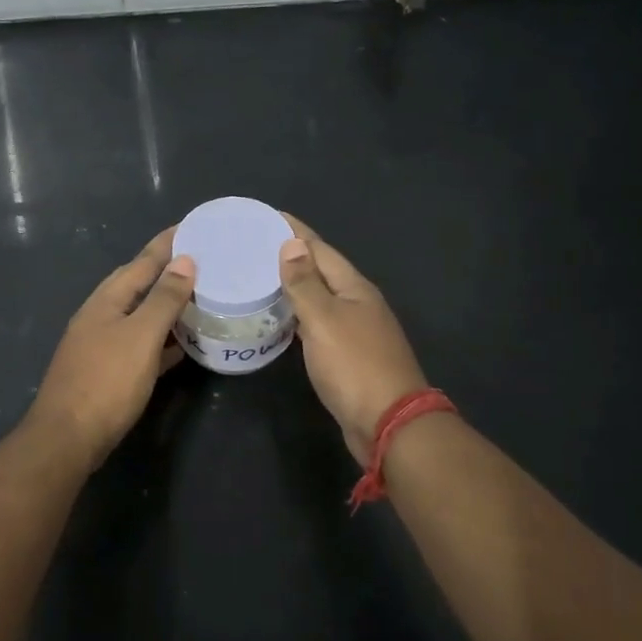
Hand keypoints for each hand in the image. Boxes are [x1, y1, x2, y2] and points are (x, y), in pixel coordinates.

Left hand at [28, 227, 195, 463]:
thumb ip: (163, 298)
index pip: (142, 261)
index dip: (167, 243)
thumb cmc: (106, 381)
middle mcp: (101, 315)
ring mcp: (101, 344)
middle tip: (201, 260)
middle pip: (138, 284)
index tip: (192, 226)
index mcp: (107, 300)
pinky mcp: (107, 371)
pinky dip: (162, 339)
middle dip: (167, 270)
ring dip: (167, 305)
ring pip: (140, 315)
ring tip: (198, 297)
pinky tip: (182, 345)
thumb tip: (184, 261)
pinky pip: (141, 344)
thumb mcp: (141, 336)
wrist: (67, 438)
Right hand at [279, 217, 428, 463]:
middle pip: (321, 271)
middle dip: (291, 256)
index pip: (320, 249)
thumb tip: (291, 244)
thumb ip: (306, 283)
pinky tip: (280, 321)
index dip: (294, 232)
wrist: (389, 423)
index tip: (266, 216)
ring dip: (293, 287)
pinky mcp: (348, 356)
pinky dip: (297, 317)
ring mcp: (356, 331)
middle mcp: (358, 304)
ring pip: (319, 299)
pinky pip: (318, 325)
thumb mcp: (324, 320)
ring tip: (258, 279)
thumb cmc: (354, 366)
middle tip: (252, 248)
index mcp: (354, 288)